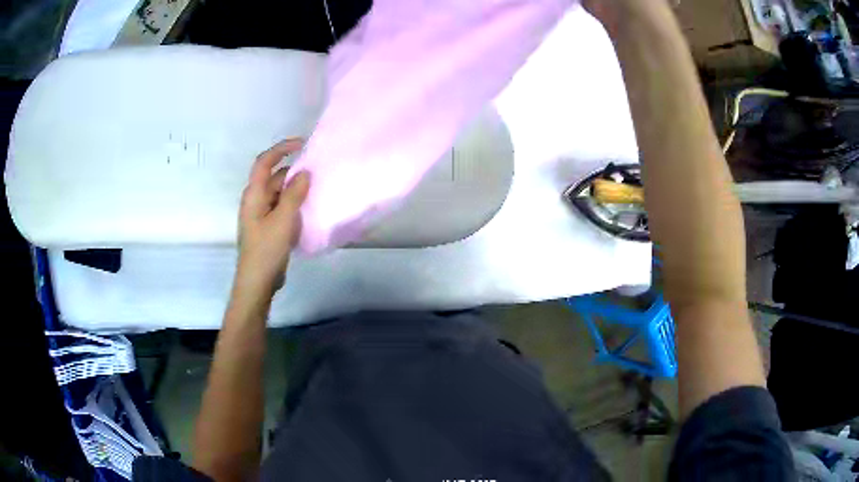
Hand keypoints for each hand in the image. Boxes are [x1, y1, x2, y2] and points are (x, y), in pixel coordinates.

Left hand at [235, 138, 309, 295]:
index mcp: (254, 195)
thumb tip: (304, 172)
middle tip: (317, 171)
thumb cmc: (266, 250)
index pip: (264, 162)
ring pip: (279, 193)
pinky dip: (294, 203)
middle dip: (293, 170)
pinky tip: (309, 208)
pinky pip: (282, 207)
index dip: (281, 148)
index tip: (302, 144)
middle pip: (274, 177)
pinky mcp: (268, 227)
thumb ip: (293, 195)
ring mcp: (261, 215)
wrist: (257, 282)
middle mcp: (256, 200)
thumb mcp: (282, 221)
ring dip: (295, 188)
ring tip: (317, 188)